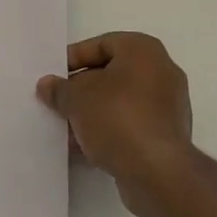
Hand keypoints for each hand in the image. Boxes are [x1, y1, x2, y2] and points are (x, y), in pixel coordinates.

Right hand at [36, 32, 194, 208]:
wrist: (157, 172)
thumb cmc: (117, 118)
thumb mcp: (77, 98)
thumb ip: (59, 89)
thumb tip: (47, 85)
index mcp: (143, 50)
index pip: (102, 44)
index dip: (74, 58)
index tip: (54, 77)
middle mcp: (161, 71)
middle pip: (112, 74)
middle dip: (82, 89)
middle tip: (58, 102)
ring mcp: (168, 105)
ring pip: (121, 102)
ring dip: (93, 113)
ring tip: (66, 129)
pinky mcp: (167, 135)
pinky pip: (131, 124)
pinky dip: (109, 131)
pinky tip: (85, 148)